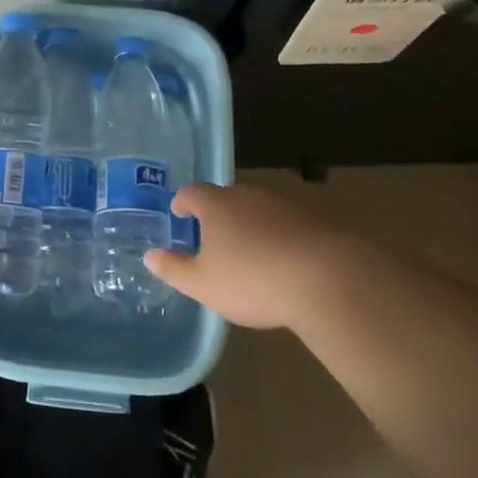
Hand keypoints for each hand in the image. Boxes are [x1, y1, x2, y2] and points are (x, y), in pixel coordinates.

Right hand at [144, 183, 358, 329]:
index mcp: (217, 205)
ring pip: (257, 209)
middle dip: (216, 214)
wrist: (327, 280)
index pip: (192, 193)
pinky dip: (277, 235)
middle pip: (226, 198)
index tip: (178, 213)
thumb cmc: (252, 280)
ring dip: (249, 224)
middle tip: (211, 235)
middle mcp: (248, 196)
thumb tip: (150, 256)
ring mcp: (283, 204)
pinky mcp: (314, 220)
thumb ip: (174, 269)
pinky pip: (286, 223)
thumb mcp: (203, 284)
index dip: (182, 202)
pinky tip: (281, 259)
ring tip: (247, 249)